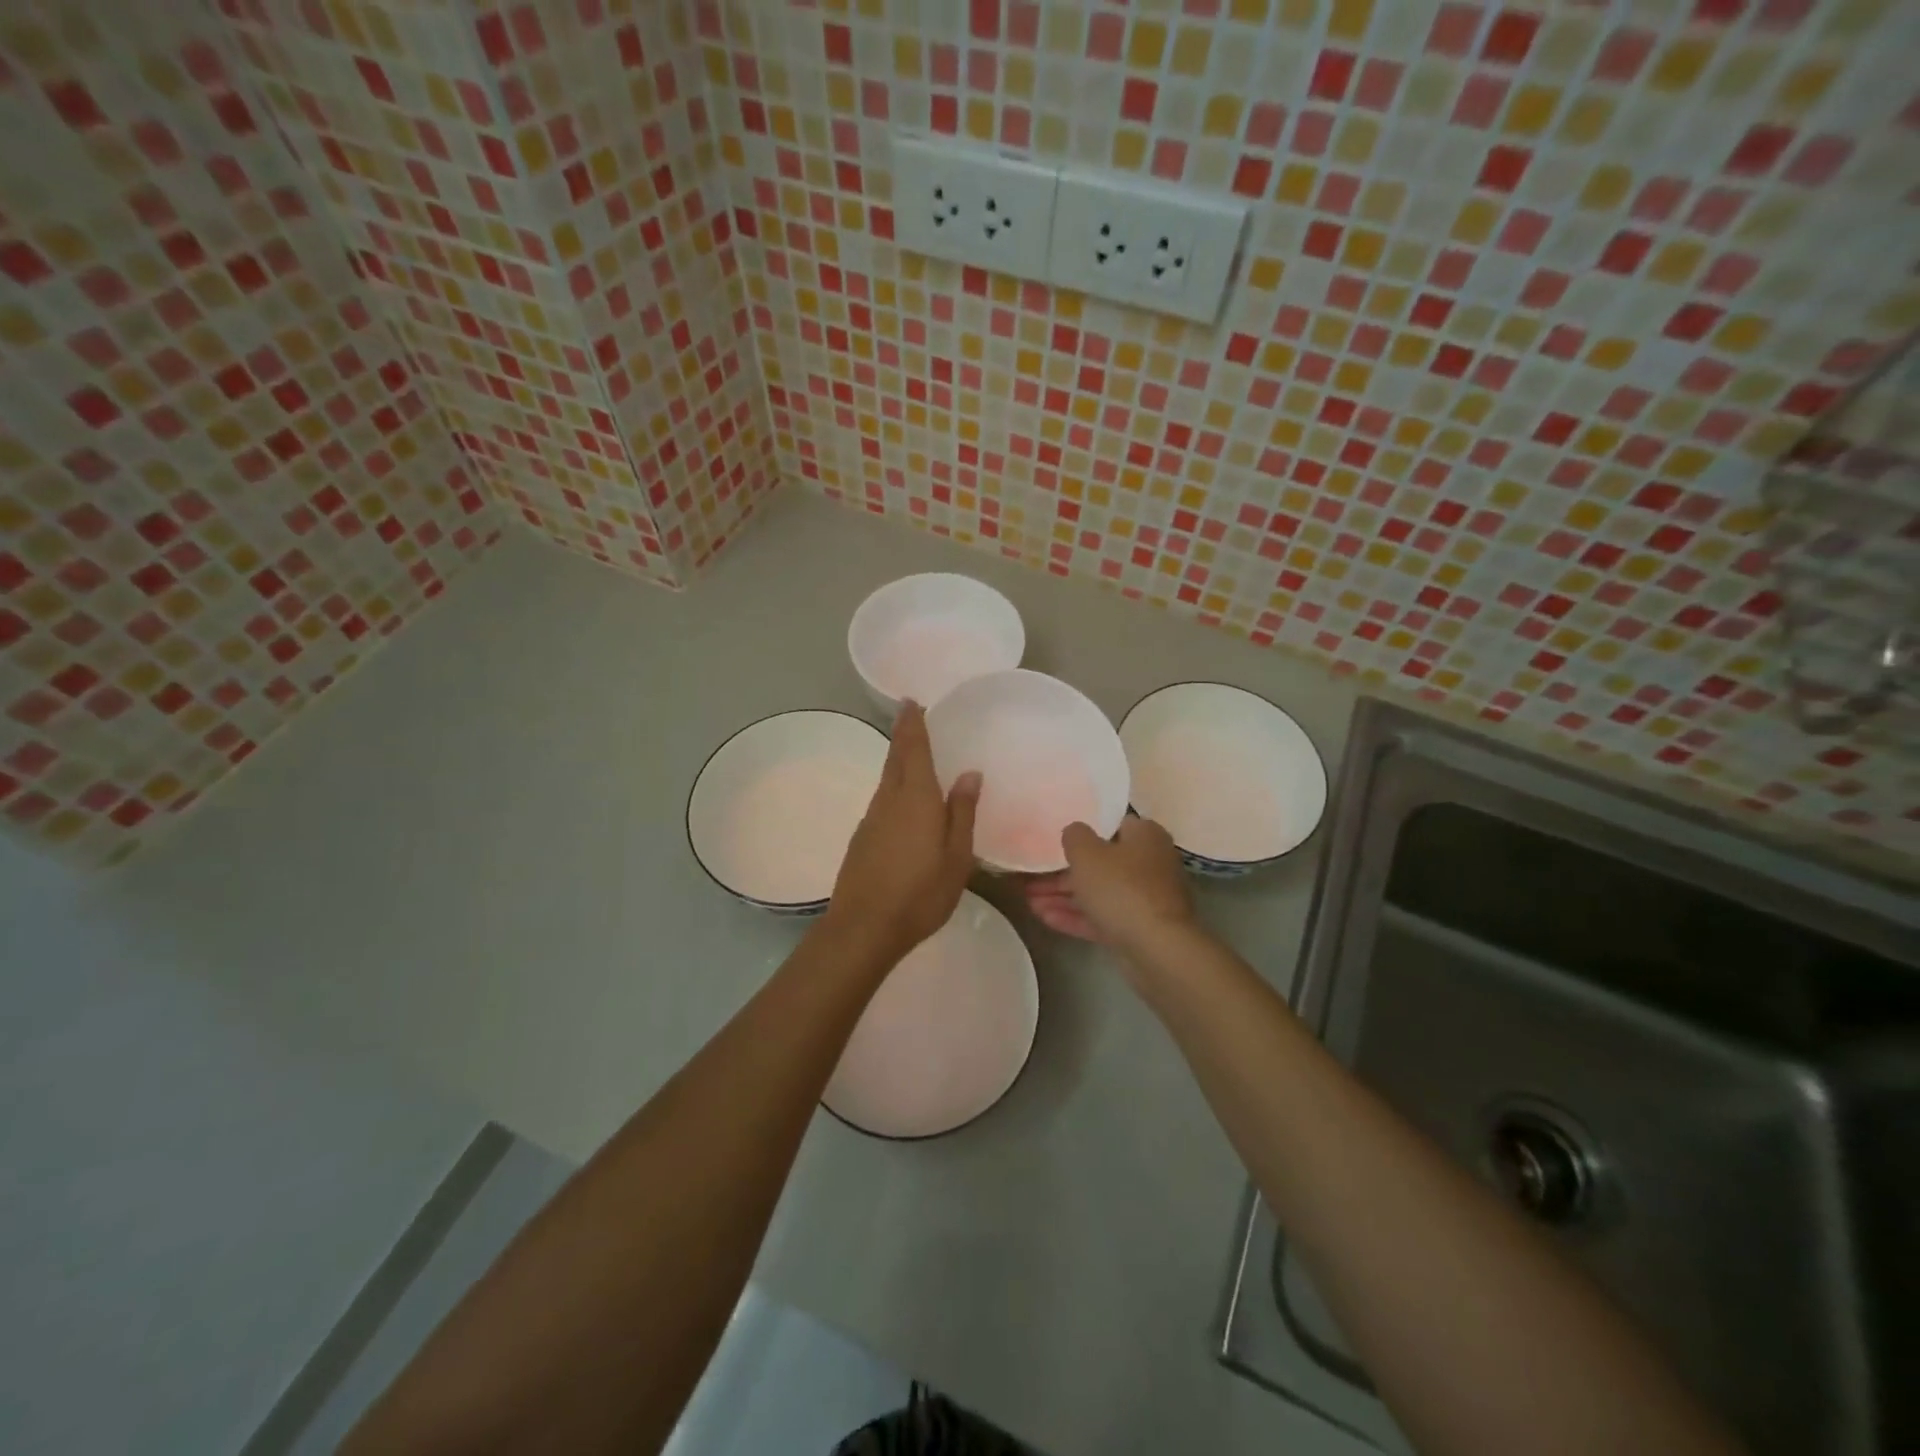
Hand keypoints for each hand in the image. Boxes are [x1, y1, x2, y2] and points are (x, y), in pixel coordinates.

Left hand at [823, 702, 980, 962]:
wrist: (864, 927)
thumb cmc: (920, 892)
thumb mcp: (956, 856)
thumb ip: (962, 812)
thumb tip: (969, 774)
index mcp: (916, 798)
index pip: (914, 750)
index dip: (913, 724)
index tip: (911, 701)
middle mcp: (890, 800)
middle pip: (896, 759)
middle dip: (903, 735)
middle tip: (910, 715)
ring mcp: (871, 819)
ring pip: (887, 779)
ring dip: (898, 760)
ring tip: (911, 751)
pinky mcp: (862, 838)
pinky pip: (882, 800)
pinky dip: (894, 787)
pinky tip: (903, 799)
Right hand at [1023, 816, 1194, 956]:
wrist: (1156, 949)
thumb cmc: (1121, 888)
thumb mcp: (1087, 853)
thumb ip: (1074, 836)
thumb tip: (1074, 831)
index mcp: (1145, 836)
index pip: (1110, 825)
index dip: (1082, 831)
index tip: (1055, 839)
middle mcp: (1149, 863)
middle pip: (1101, 862)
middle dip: (1063, 871)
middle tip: (1032, 876)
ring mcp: (1145, 898)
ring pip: (1098, 892)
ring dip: (1064, 896)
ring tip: (1029, 899)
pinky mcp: (1138, 928)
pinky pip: (1102, 916)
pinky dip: (1076, 916)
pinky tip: (1044, 918)